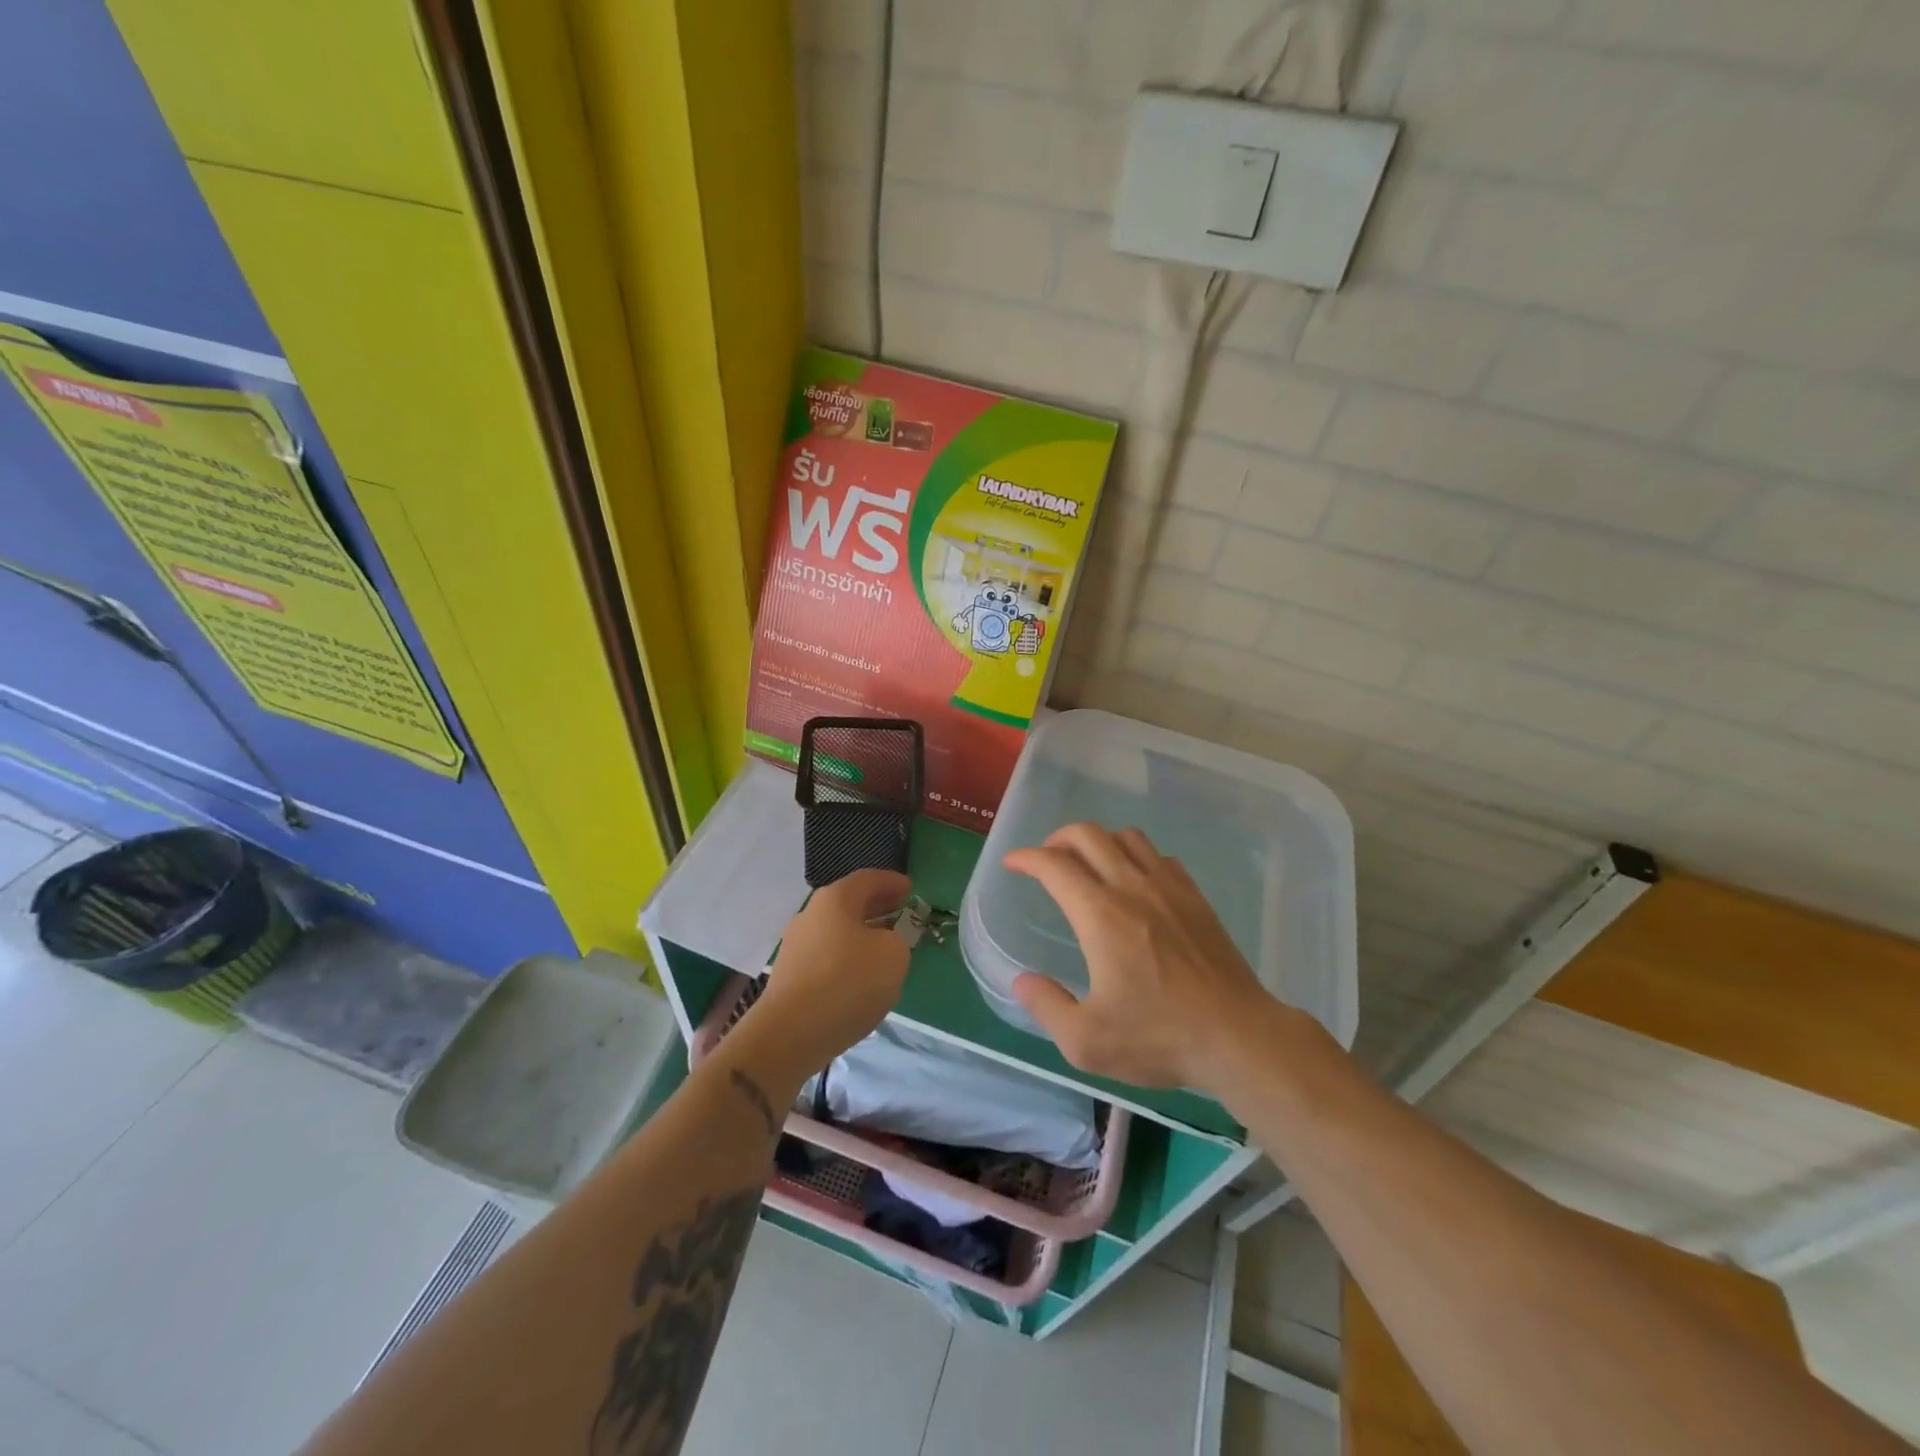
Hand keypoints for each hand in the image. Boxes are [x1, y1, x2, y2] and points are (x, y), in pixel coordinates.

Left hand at [746, 869, 913, 1078]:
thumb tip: (882, 943)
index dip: (892, 882)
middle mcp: (811, 914)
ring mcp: (795, 945)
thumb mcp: (893, 956)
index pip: (868, 879)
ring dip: (861, 934)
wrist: (790, 1034)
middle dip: (877, 907)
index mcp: (835, 899)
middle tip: (900, 913)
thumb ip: (897, 940)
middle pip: (849, 903)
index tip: (910, 889)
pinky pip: (826, 955)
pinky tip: (859, 975)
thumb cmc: (847, 982)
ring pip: (836, 930)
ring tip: (883, 947)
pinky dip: (846, 957)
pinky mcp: (789, 975)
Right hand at [1005, 824, 1272, 1092]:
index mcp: (1099, 915)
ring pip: (1127, 837)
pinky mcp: (1195, 897)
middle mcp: (1131, 887)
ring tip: (1088, 864)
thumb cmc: (1159, 1037)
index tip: (1012, 863)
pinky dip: (1136, 856)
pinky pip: (1159, 856)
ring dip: (1099, 841)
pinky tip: (1135, 882)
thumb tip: (1022, 981)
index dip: (1026, 857)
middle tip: (1046, 859)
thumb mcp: (1086, 1041)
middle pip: (1088, 835)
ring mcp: (1169, 888)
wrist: (1238, 1036)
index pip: (1054, 865)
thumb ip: (1046, 1006)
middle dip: (1058, 839)